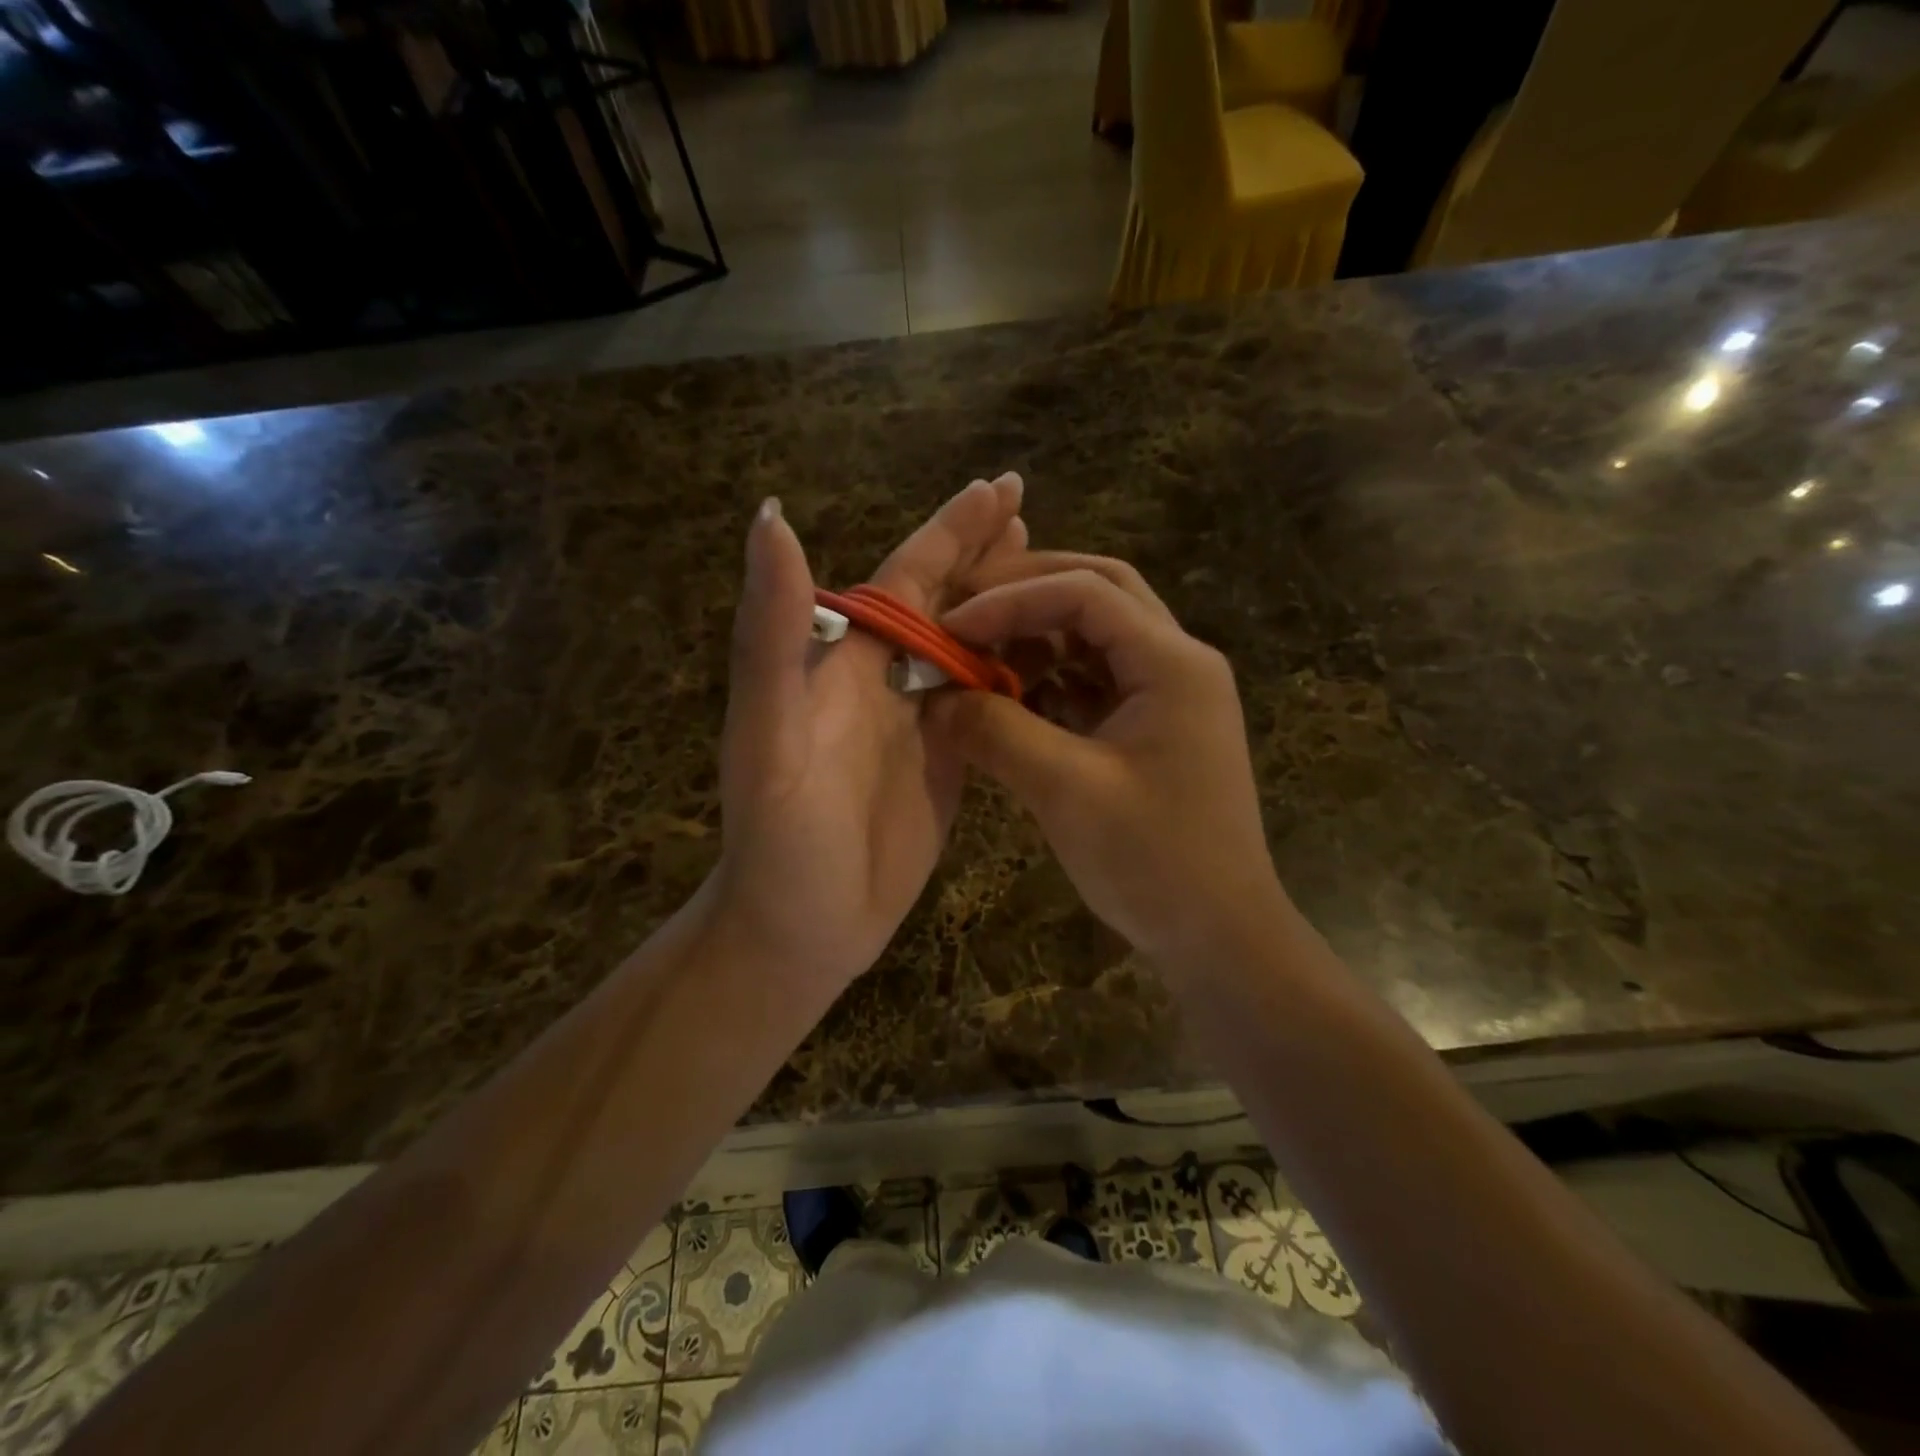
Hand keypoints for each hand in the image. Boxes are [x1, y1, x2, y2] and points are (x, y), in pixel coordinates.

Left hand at [706, 475, 1027, 995]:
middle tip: (1034, 510)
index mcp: (848, 662)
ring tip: (1061, 577)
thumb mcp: (766, 736)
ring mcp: (922, 721)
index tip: (998, 487)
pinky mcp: (951, 763)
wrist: (800, 930)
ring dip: (1011, 608)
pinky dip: (1021, 672)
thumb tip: (771, 517)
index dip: (949, 531)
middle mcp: (886, 679)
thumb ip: (771, 633)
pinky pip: (991, 703)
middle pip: (946, 601)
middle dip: (986, 554)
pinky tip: (1057, 658)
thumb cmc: (781, 840)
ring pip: (973, 647)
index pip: (907, 577)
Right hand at [929, 556, 1286, 968]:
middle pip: (1100, 593)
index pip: (1086, 594)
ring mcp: (1168, 695)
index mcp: (1173, 663)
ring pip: (1096, 635)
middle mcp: (1177, 663)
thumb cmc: (1154, 862)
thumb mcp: (1066, 791)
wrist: (1219, 936)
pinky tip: (1009, 695)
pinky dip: (1050, 678)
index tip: (949, 626)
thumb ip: (996, 732)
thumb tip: (935, 697)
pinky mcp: (1151, 728)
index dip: (1011, 599)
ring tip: (980, 650)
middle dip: (1029, 592)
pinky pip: (1094, 680)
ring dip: (1037, 634)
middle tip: (965, 607)